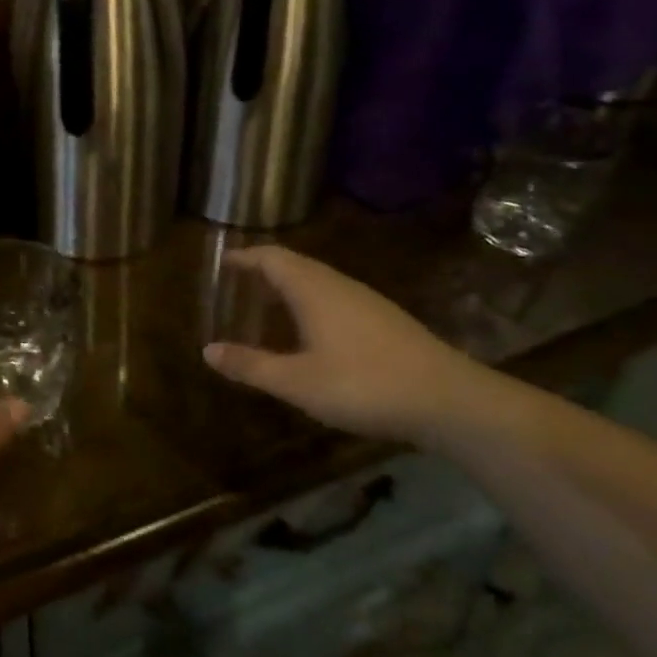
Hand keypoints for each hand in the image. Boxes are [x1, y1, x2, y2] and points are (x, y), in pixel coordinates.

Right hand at [203, 246, 497, 447]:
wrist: (449, 399)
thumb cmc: (363, 384)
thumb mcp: (297, 381)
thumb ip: (251, 365)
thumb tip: (207, 350)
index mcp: (313, 289)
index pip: (271, 258)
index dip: (245, 257)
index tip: (222, 262)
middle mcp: (339, 285)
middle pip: (295, 265)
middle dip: (263, 271)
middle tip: (238, 286)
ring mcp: (366, 301)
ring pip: (318, 282)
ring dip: (288, 288)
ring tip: (267, 308)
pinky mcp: (385, 321)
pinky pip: (335, 298)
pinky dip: (310, 304)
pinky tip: (310, 334)